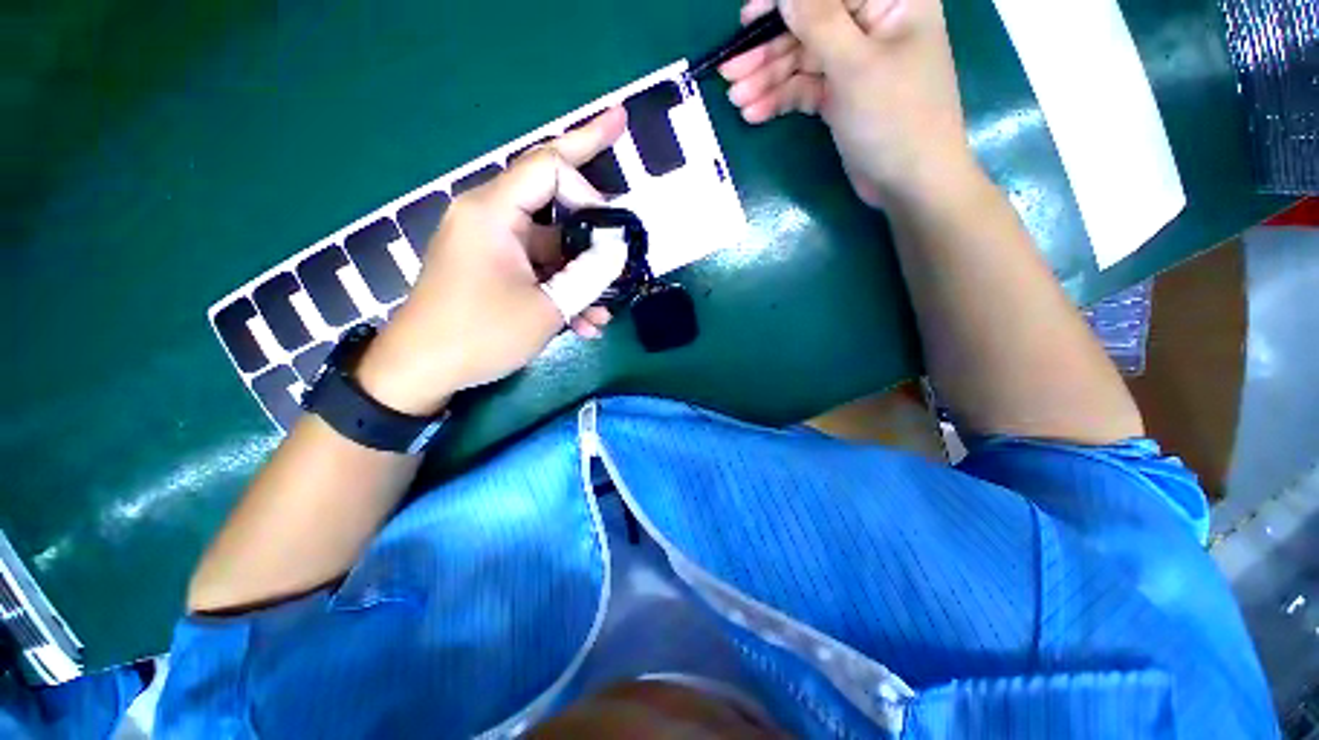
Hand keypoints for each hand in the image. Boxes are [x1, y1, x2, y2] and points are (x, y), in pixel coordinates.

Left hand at [355, 108, 628, 414]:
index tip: (612, 229)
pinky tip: (583, 324)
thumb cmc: (481, 335)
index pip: (549, 167)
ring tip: (605, 313)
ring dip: (581, 277)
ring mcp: (491, 245)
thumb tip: (618, 251)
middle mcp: (490, 217)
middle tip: (620, 143)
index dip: (588, 189)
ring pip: (551, 247)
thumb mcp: (547, 307)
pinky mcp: (493, 269)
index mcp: (493, 212)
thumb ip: (589, 275)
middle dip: (591, 203)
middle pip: (550, 195)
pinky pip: (537, 269)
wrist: (422, 372)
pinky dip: (561, 290)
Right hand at [719, 0, 975, 207]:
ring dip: (767, 80)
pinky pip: (804, 89)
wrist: (909, 183)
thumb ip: (819, 21)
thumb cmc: (895, 118)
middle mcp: (870, 24)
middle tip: (729, 73)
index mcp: (888, 0)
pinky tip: (755, 114)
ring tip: (736, 102)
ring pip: (801, 61)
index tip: (746, 20)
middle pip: (808, 26)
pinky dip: (780, 100)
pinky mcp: (841, 95)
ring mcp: (854, 63)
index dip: (783, 3)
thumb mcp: (855, 65)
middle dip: (767, 50)